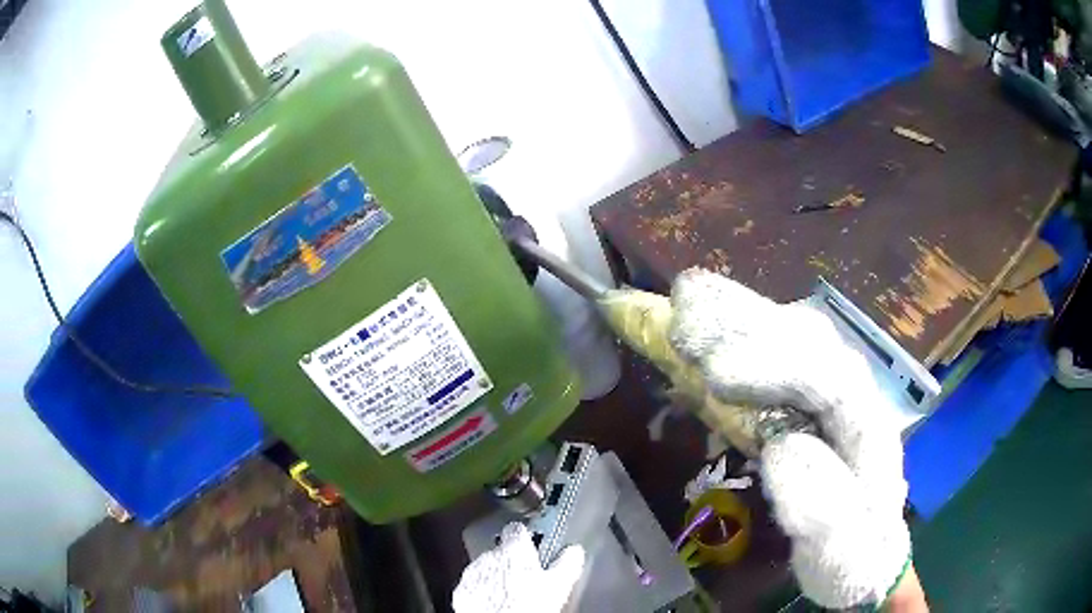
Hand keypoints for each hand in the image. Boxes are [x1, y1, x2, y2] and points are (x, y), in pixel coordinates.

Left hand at [453, 523, 584, 612]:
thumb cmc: (526, 605)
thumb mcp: (559, 584)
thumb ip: (567, 562)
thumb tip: (574, 552)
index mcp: (514, 549)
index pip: (518, 529)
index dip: (527, 537)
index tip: (536, 545)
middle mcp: (489, 556)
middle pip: (502, 551)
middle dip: (512, 562)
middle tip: (528, 577)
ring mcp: (472, 573)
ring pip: (486, 568)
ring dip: (497, 576)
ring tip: (514, 593)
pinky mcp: (462, 591)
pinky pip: (475, 585)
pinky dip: (485, 591)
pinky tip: (498, 603)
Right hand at [669, 269, 914, 608]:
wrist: (861, 554)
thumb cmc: (850, 556)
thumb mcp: (842, 552)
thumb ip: (825, 513)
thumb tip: (783, 450)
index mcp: (870, 431)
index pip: (831, 381)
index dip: (775, 369)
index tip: (714, 374)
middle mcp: (853, 395)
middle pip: (808, 343)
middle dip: (747, 329)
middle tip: (682, 324)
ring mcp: (829, 391)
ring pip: (790, 335)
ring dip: (737, 317)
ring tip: (684, 304)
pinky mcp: (805, 396)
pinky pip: (774, 349)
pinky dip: (737, 329)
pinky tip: (703, 321)